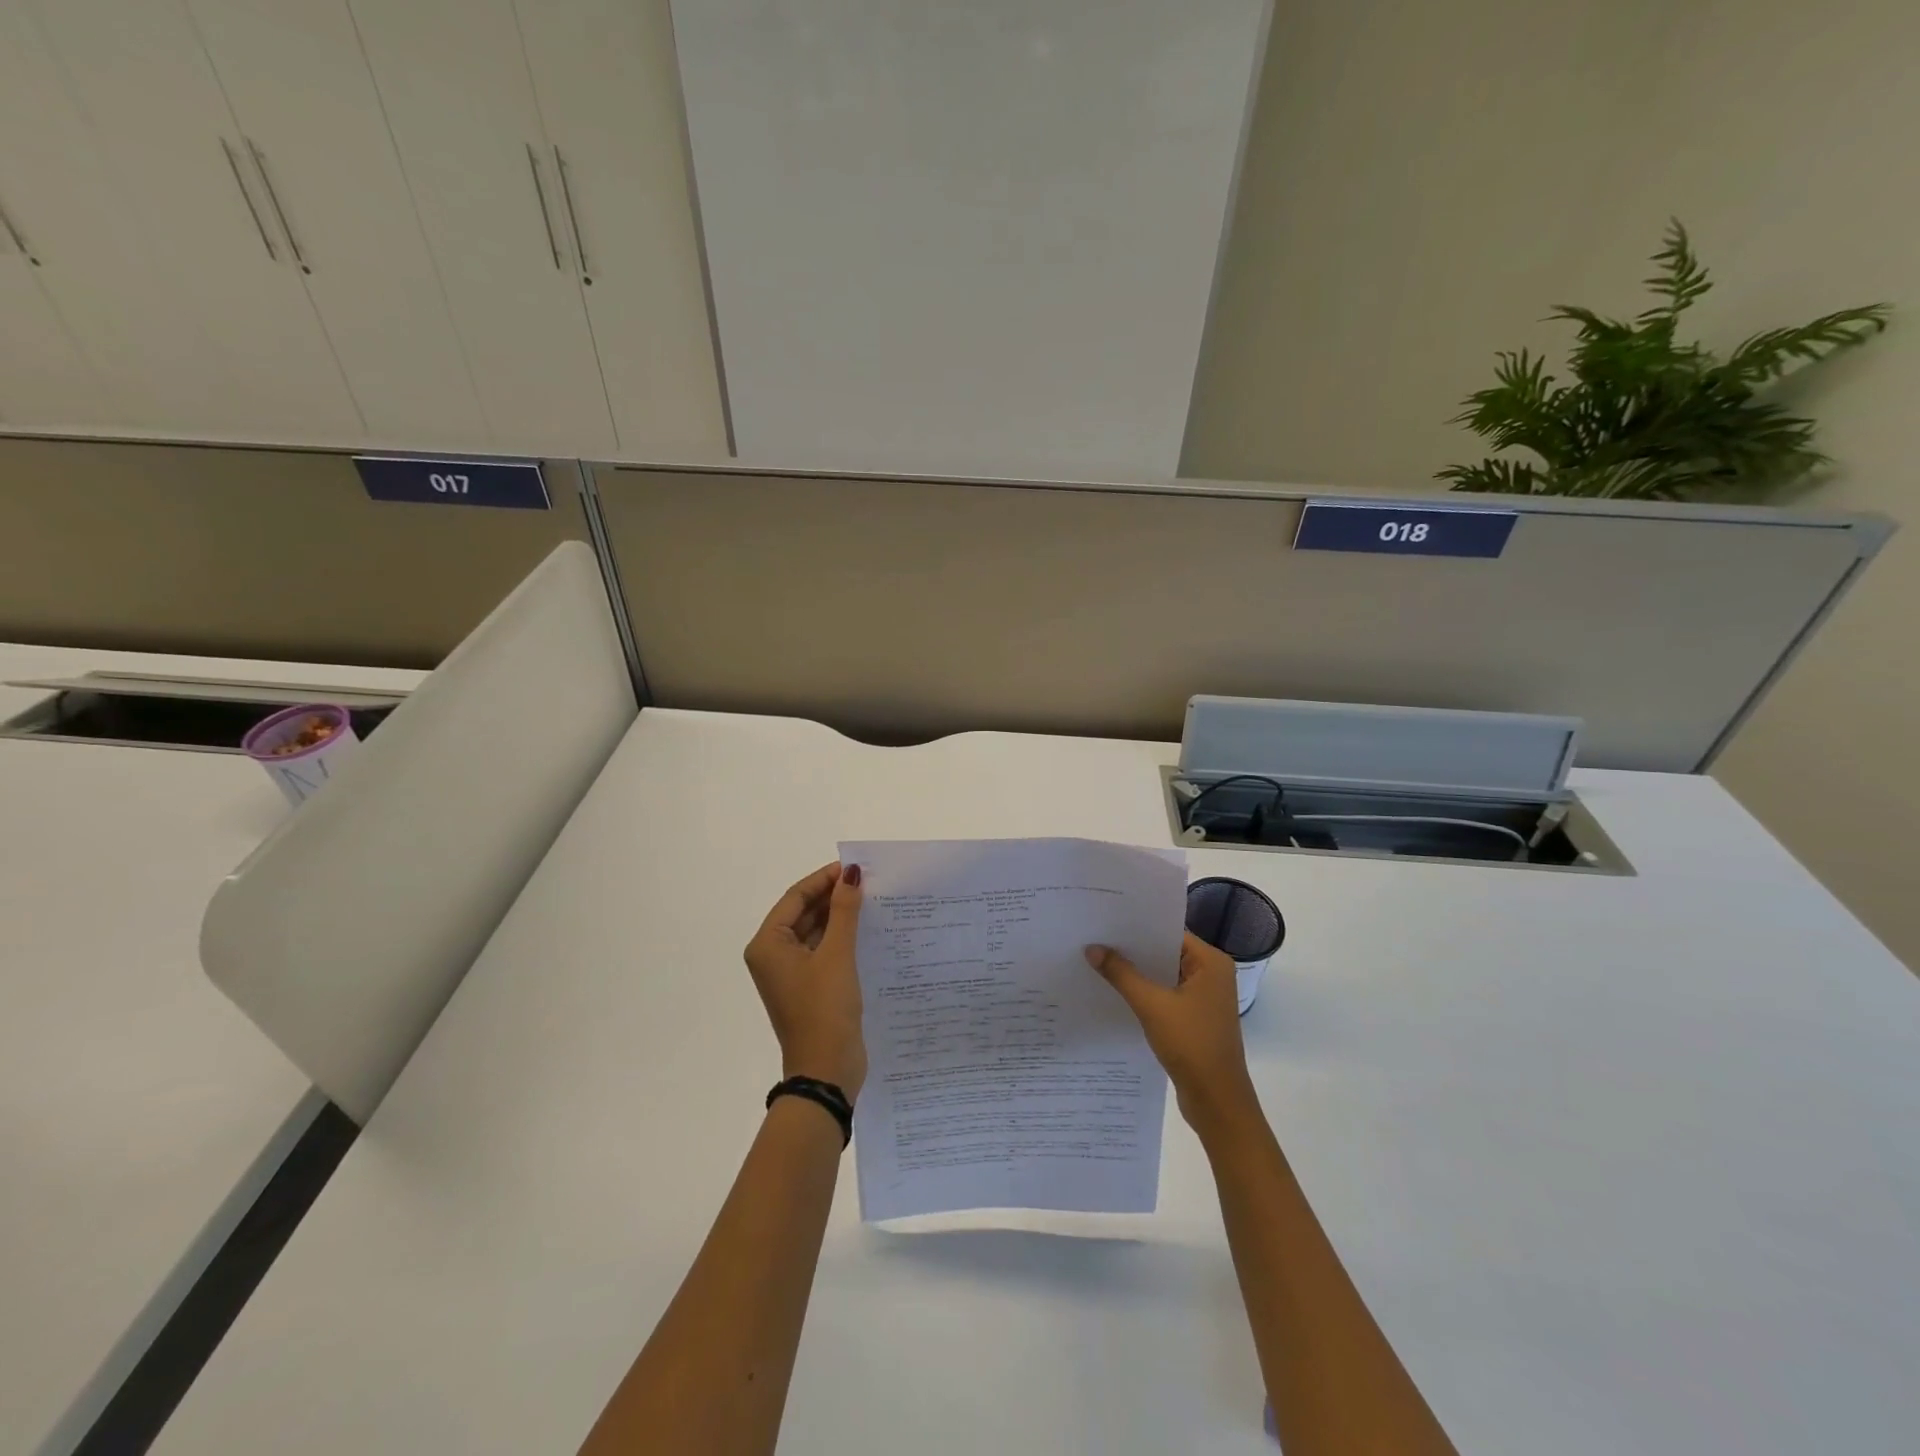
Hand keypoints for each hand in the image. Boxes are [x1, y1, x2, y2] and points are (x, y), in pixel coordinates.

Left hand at [744, 862, 865, 1099]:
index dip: (824, 879)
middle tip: (868, 882)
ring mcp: (791, 973)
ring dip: (839, 917)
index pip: (795, 897)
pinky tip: (868, 930)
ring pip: (815, 931)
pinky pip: (823, 951)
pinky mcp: (809, 987)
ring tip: (872, 901)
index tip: (855, 868)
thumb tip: (851, 874)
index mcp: (768, 944)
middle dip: (833, 897)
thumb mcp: (837, 955)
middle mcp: (773, 955)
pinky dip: (841, 938)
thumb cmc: (825, 1008)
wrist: (826, 1071)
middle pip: (803, 913)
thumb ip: (844, 911)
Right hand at [1085, 932, 1258, 1133]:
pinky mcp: (1195, 1018)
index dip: (1138, 926)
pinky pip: (1165, 994)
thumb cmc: (1191, 1045)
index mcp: (1211, 963)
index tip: (1106, 919)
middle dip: (1133, 949)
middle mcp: (1212, 974)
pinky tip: (1116, 991)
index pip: (1170, 932)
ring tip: (1099, 960)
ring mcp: (1204, 998)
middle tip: (1095, 936)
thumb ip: (1121, 974)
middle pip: (1166, 951)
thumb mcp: (1152, 1005)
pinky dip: (1145, 992)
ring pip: (1164, 974)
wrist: (1217, 1102)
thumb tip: (1092, 947)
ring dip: (1137, 972)